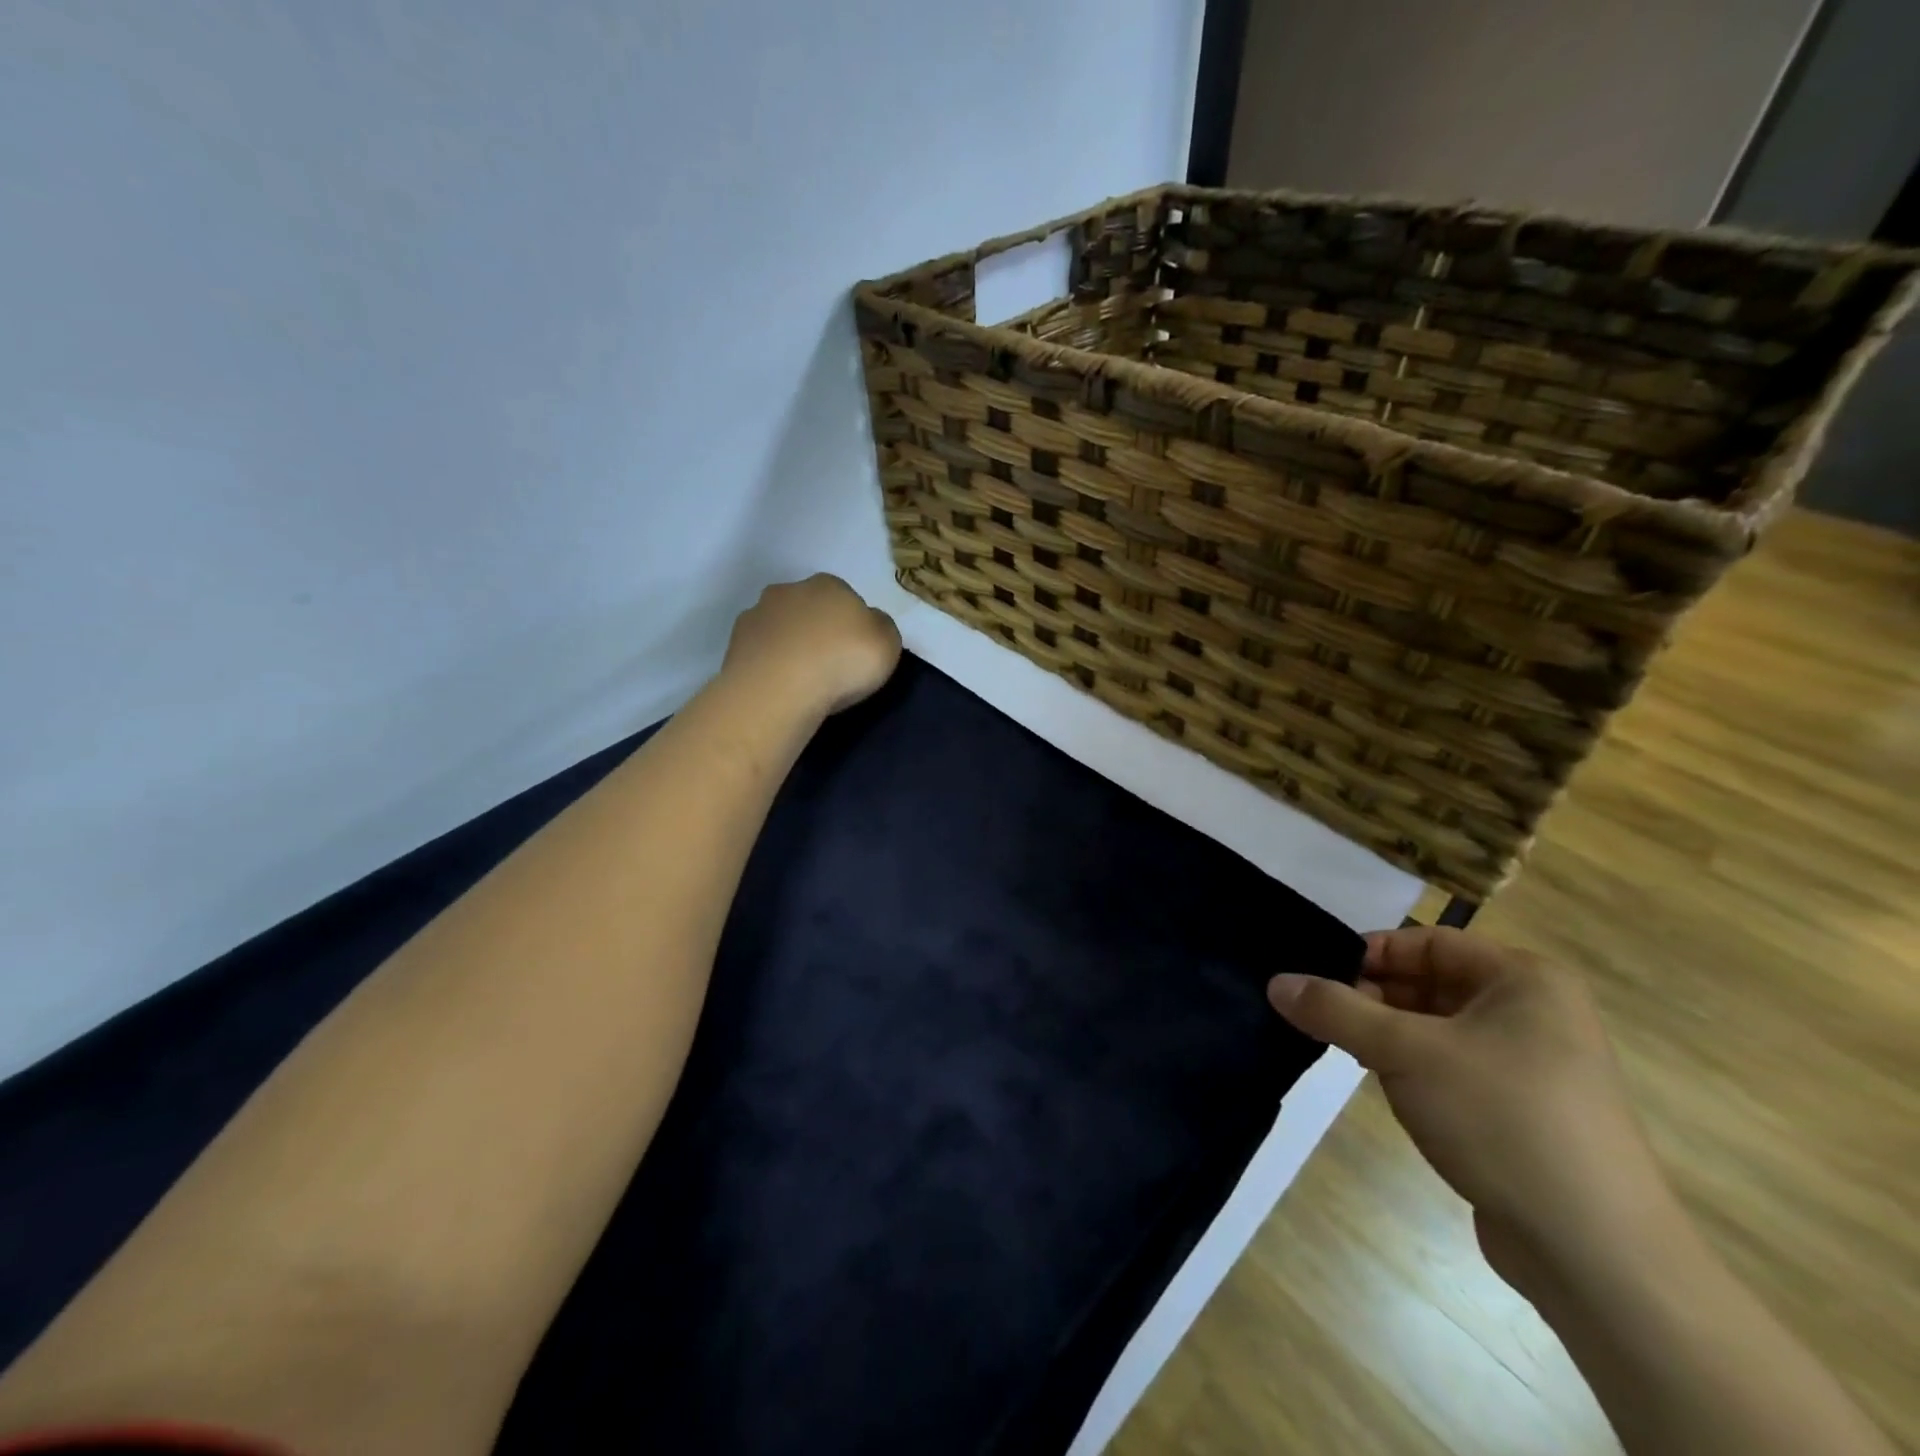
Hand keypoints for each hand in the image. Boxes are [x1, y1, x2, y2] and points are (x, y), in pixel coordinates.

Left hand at [722, 574, 901, 720]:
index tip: (855, 653)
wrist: (779, 689)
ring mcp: (756, 614)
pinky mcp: (734, 643)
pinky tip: (779, 686)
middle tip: (829, 665)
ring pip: (781, 627)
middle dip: (818, 630)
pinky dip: (769, 663)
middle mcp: (789, 590)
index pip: (846, 598)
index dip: (852, 626)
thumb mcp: (887, 644)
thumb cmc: (842, 662)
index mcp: (829, 584)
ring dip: (790, 645)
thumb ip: (881, 627)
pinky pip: (760, 650)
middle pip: (809, 608)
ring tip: (800, 680)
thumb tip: (869, 623)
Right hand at [1267, 928, 1677, 1303]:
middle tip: (1316, 1013)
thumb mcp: (1405, 1053)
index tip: (1314, 974)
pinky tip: (1382, 1085)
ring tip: (1338, 1047)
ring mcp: (1533, 1065)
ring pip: (1438, 1028)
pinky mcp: (1524, 1111)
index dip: (1368, 954)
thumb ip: (1336, 1010)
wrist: (1596, 1254)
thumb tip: (1276, 983)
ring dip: (1387, 1034)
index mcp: (1524, 980)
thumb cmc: (1502, 1120)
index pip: (1427, 942)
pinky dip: (1413, 1068)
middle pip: (1431, 983)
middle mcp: (1535, 1012)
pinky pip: (1453, 1067)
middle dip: (1371, 996)